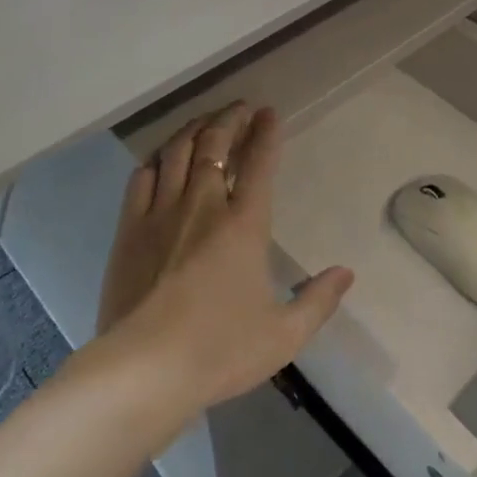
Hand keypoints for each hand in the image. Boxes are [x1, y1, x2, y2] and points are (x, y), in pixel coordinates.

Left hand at [97, 103, 352, 412]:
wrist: (146, 368)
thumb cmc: (220, 350)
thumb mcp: (283, 335)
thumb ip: (317, 301)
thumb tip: (347, 273)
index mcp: (244, 225)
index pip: (259, 164)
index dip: (266, 134)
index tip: (269, 112)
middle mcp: (203, 206)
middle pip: (215, 146)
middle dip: (229, 120)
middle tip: (240, 107)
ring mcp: (161, 213)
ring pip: (178, 152)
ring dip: (194, 129)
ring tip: (205, 120)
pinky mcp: (129, 229)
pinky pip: (142, 177)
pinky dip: (157, 159)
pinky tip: (162, 157)